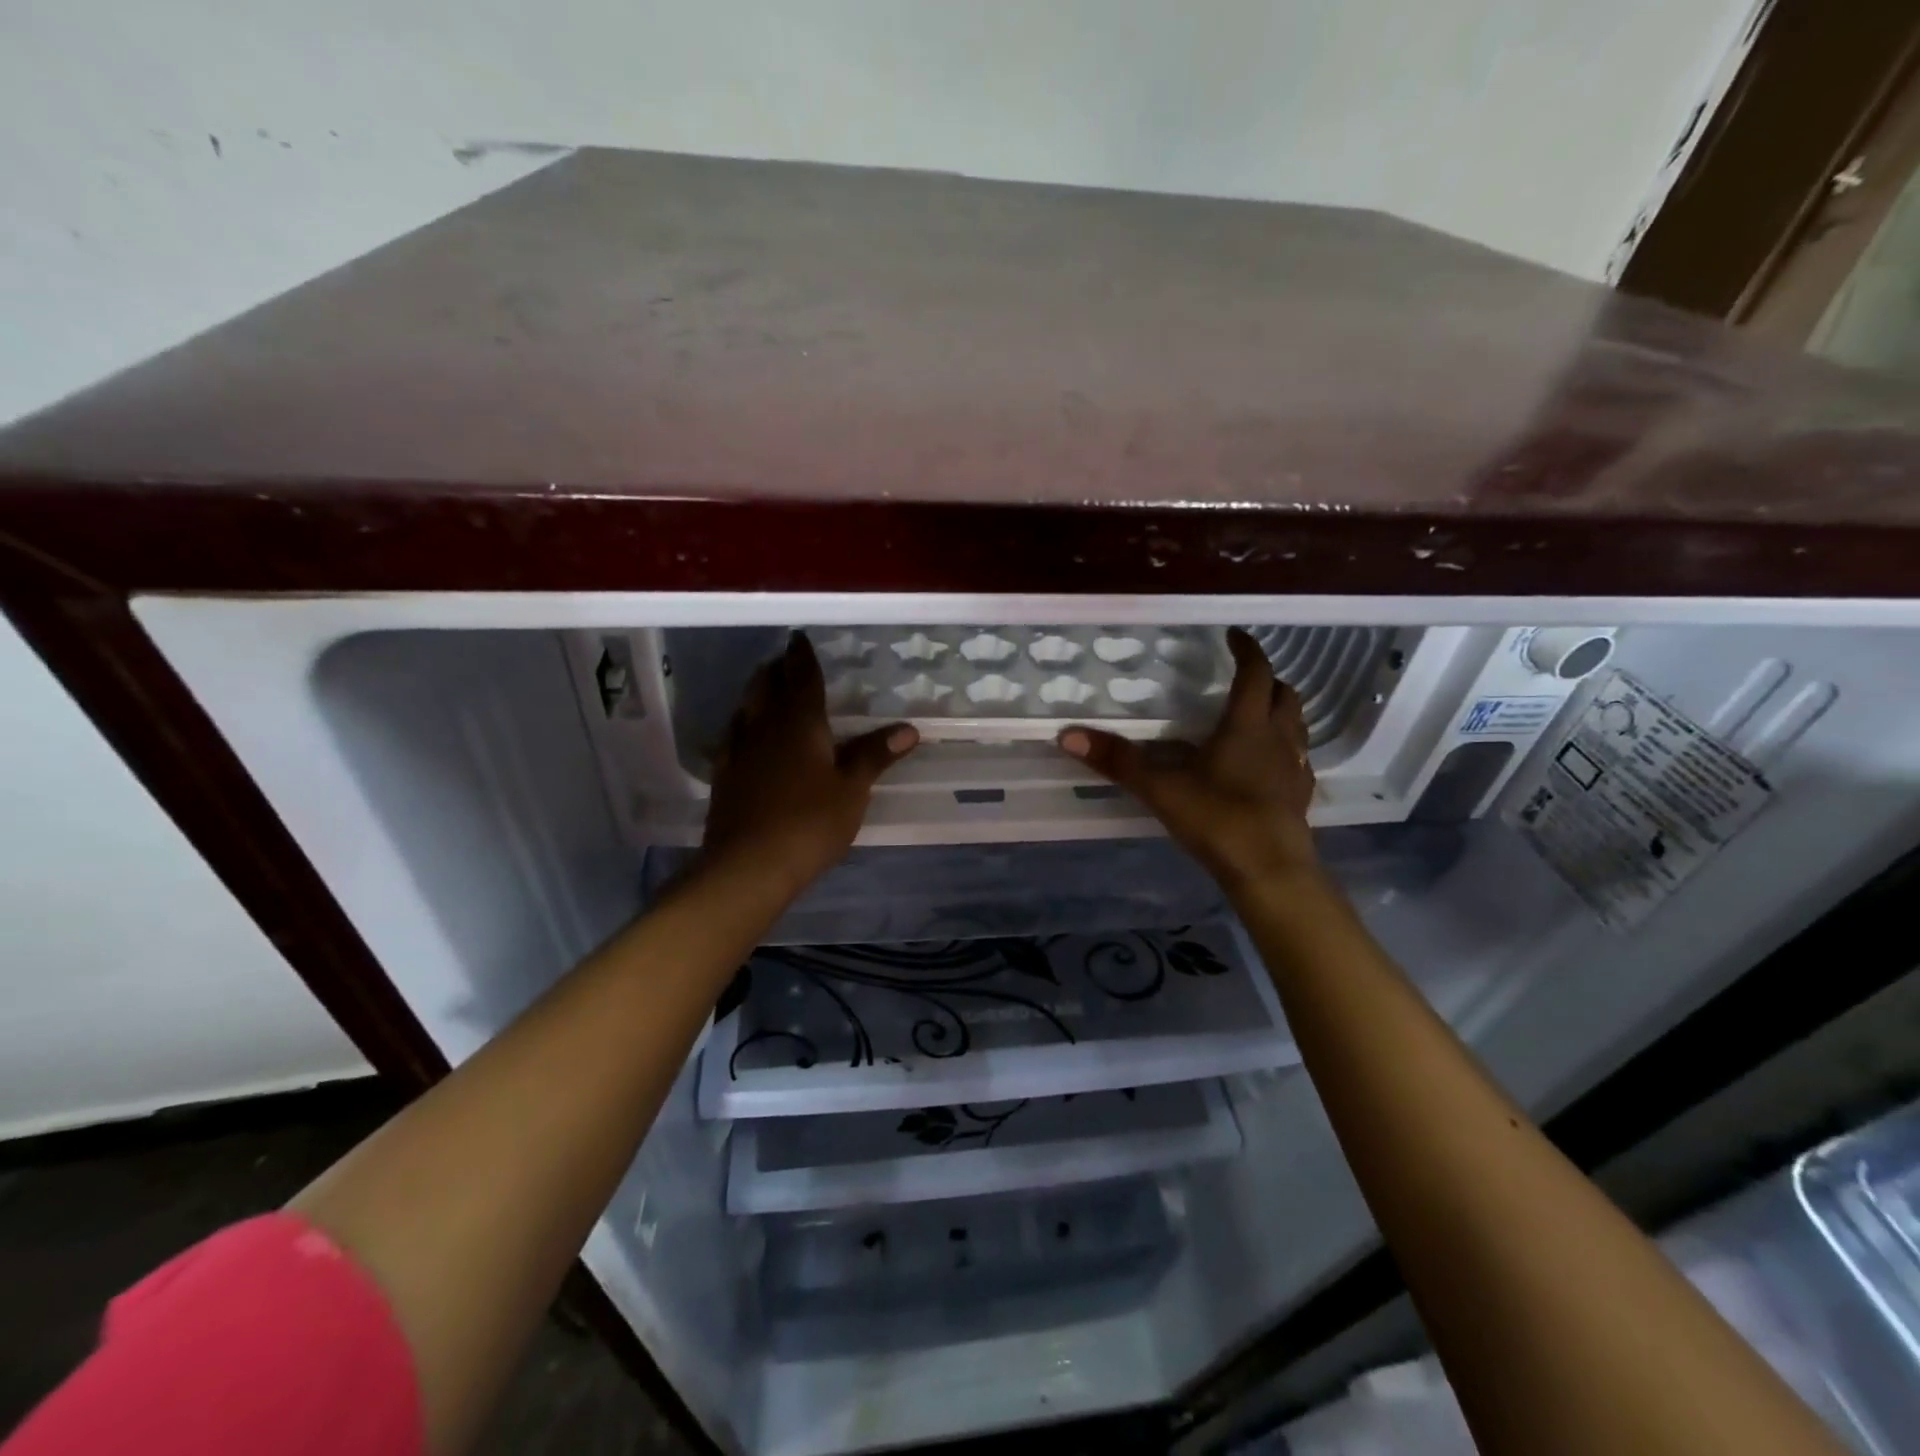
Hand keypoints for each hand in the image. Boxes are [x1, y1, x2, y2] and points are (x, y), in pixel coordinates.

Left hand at [702, 633, 918, 895]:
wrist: (748, 865)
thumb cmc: (810, 823)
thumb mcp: (852, 790)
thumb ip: (874, 755)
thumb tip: (908, 728)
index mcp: (800, 724)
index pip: (802, 679)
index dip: (802, 658)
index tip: (799, 639)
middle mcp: (765, 728)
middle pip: (766, 688)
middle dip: (776, 670)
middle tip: (784, 661)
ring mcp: (739, 752)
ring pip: (745, 709)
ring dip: (756, 694)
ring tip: (764, 689)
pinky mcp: (723, 778)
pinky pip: (732, 738)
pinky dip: (741, 726)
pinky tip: (743, 736)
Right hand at [1059, 627, 1317, 889]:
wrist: (1271, 871)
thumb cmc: (1218, 819)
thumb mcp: (1160, 788)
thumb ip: (1117, 761)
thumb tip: (1068, 735)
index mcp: (1246, 726)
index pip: (1255, 674)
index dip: (1247, 650)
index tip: (1235, 635)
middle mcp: (1277, 739)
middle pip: (1285, 695)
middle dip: (1268, 679)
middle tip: (1246, 677)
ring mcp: (1294, 769)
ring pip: (1297, 725)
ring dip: (1281, 711)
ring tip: (1258, 714)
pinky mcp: (1299, 796)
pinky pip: (1298, 759)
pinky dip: (1286, 749)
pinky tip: (1268, 764)